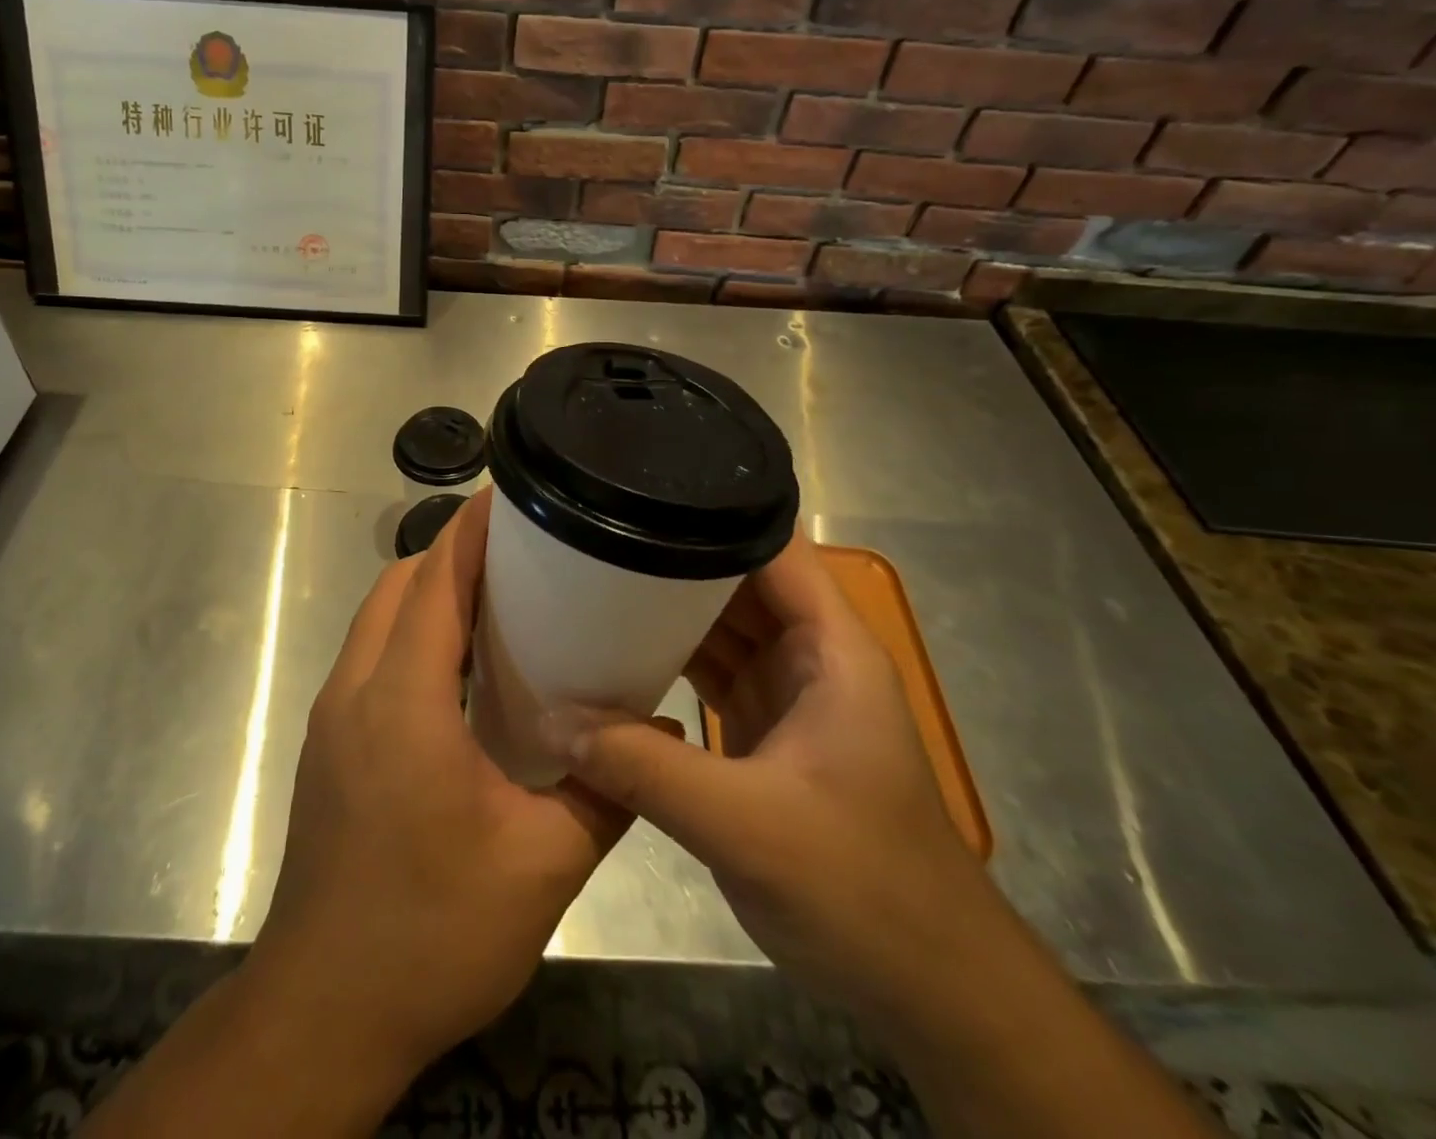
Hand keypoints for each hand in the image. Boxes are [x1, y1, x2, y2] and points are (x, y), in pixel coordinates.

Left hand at [249, 488, 632, 1075]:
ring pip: (379, 619)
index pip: (433, 582)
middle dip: (454, 554)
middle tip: (526, 552)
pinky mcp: (329, 745)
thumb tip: (663, 736)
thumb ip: (609, 791)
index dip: (471, 531)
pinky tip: (464, 669)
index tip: (514, 496)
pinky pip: (372, 656)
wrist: (324, 1012)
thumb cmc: (431, 932)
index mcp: (402, 700)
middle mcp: (355, 691)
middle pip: (399, 587)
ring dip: (431, 593)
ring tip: (503, 598)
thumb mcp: (542, 866)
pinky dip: (413, 634)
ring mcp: (333, 717)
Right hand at [554, 529, 1009, 1029]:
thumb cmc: (861, 887)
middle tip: (594, 534)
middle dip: (672, 555)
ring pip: (717, 626)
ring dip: (664, 608)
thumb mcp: (746, 824)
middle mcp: (808, 655)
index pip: (772, 546)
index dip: (715, 509)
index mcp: (829, 647)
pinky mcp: (762, 730)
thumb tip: (553, 721)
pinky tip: (614, 651)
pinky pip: (706, 672)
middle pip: (736, 579)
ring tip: (591, 577)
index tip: (643, 490)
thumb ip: (645, 768)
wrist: (924, 987)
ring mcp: (784, 692)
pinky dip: (665, 659)